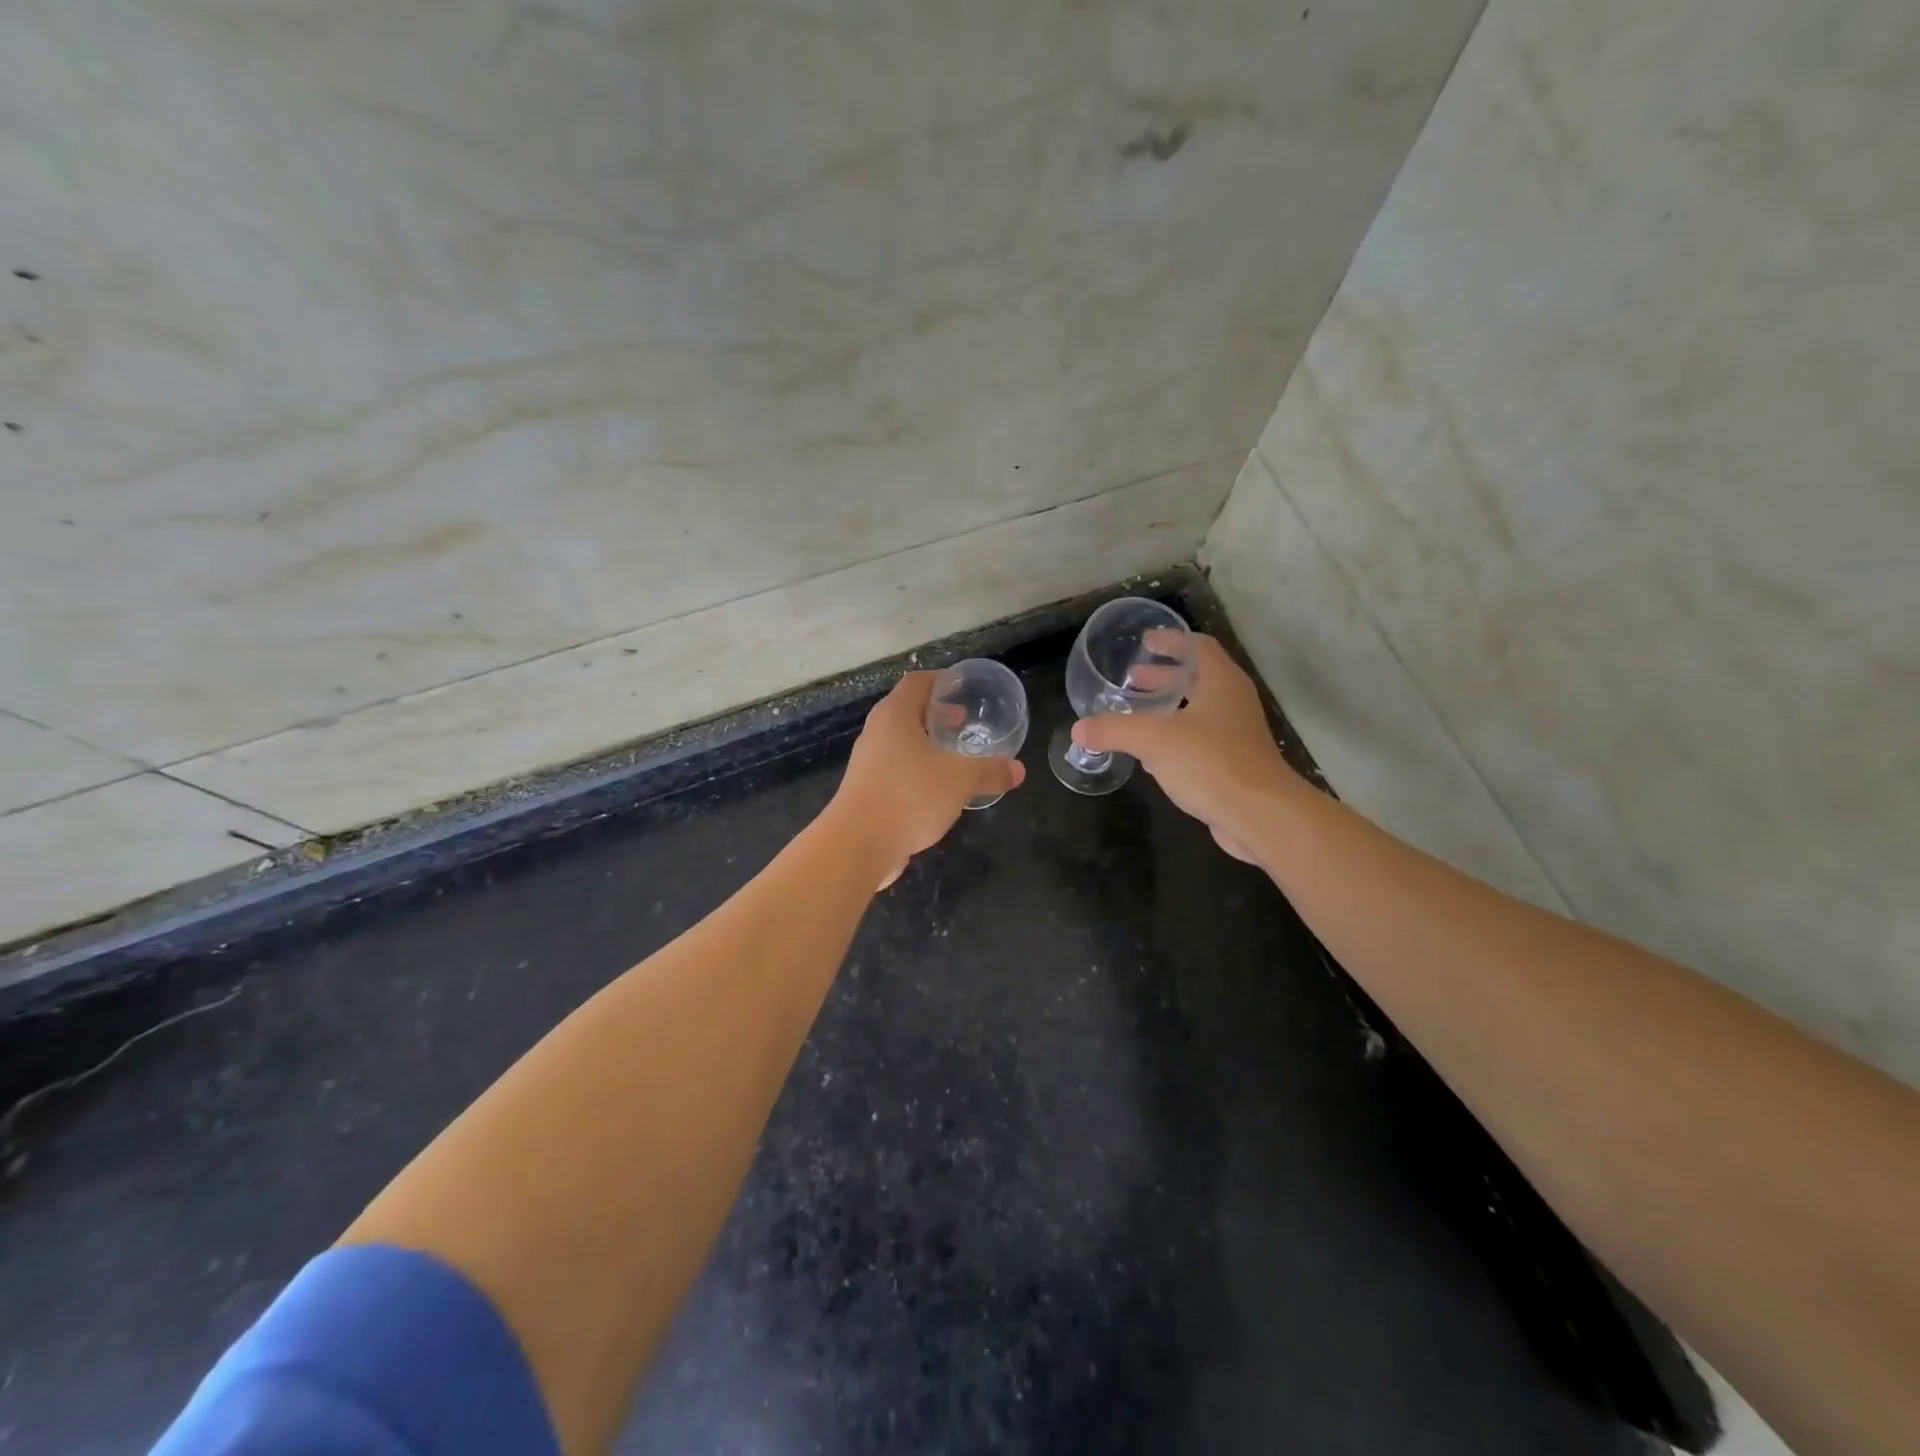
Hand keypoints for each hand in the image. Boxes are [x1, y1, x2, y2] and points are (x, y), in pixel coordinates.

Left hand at [832, 671, 1025, 888]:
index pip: (917, 683)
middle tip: (965, 722)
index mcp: (895, 716)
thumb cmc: (910, 795)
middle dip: (937, 716)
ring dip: (928, 747)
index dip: (942, 681)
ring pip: (902, 745)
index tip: (965, 688)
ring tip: (956, 757)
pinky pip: (897, 773)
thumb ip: (990, 771)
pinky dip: (919, 773)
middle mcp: (876, 734)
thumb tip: (1018, 770)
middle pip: (908, 712)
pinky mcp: (867, 793)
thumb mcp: (960, 780)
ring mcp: (868, 765)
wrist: (858, 845)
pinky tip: (939, 791)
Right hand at [1071, 635, 1297, 862]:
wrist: (1260, 815)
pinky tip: (1151, 753)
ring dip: (1168, 707)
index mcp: (1221, 682)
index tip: (1145, 641)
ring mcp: (1237, 734)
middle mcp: (1233, 702)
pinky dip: (1175, 736)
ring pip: (1198, 710)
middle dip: (1164, 676)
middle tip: (1133, 678)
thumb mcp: (1153, 740)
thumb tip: (1078, 729)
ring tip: (1137, 712)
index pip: (1197, 646)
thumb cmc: (1210, 762)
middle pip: (1197, 678)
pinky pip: (1200, 739)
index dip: (1171, 641)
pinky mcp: (1234, 763)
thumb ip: (1113, 730)